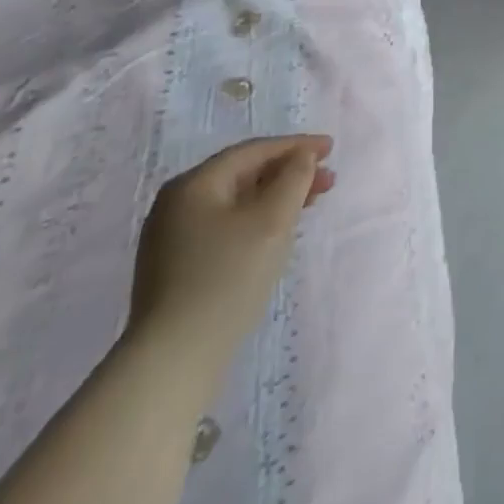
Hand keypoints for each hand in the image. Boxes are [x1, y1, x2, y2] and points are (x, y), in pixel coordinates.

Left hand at [127, 135, 335, 375]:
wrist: (175, 357)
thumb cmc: (229, 276)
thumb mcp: (273, 219)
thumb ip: (294, 177)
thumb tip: (302, 156)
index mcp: (194, 185)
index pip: (253, 151)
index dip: (296, 146)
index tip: (332, 148)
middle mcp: (176, 204)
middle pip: (243, 173)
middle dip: (289, 172)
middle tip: (328, 179)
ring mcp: (171, 237)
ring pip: (236, 201)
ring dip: (276, 196)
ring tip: (310, 204)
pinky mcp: (176, 265)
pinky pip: (225, 224)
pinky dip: (257, 218)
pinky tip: (277, 231)